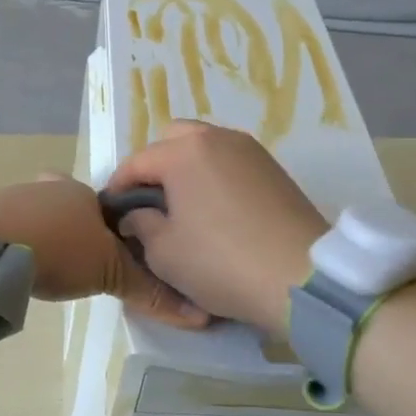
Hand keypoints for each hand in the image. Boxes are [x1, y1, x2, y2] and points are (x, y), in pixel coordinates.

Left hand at [0, 175, 207, 327]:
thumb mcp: (110, 273)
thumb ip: (148, 291)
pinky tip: (18, 263)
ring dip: (47, 234)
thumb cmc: (60, 249)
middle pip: (73, 205)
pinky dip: (19, 241)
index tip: (117, 252)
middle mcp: (52, 187)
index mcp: (85, 193)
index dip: (117, 228)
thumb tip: (198, 315)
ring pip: (41, 213)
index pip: (112, 206)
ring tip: (50, 266)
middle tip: (82, 260)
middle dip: (78, 228)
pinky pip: (13, 226)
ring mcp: (17, 197)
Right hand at [103, 121, 326, 335]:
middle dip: (155, 166)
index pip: (137, 161)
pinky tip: (216, 210)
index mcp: (184, 152)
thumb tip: (137, 215)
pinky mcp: (274, 168)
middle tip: (150, 203)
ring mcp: (250, 150)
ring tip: (184, 206)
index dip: (119, 187)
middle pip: (173, 139)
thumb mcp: (164, 253)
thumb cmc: (221, 262)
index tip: (113, 213)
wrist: (302, 277)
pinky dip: (215, 176)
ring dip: (187, 168)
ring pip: (205, 146)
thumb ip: (141, 225)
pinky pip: (231, 161)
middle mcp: (217, 138)